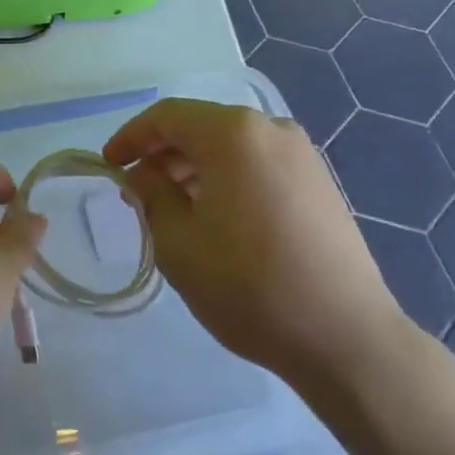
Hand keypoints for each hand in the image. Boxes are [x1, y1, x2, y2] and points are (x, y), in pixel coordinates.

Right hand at [103, 99, 407, 392]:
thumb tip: (144, 175)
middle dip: (162, 155)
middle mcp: (270, 130)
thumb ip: (151, 195)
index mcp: (233, 133)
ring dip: (194, 168)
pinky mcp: (320, 183)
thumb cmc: (248, 285)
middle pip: (201, 127)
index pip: (166, 117)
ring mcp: (302, 155)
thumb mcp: (177, 242)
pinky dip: (227, 179)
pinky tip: (215, 218)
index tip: (109, 166)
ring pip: (230, 147)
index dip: (130, 137)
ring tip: (172, 209)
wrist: (345, 337)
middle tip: (138, 192)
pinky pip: (257, 165)